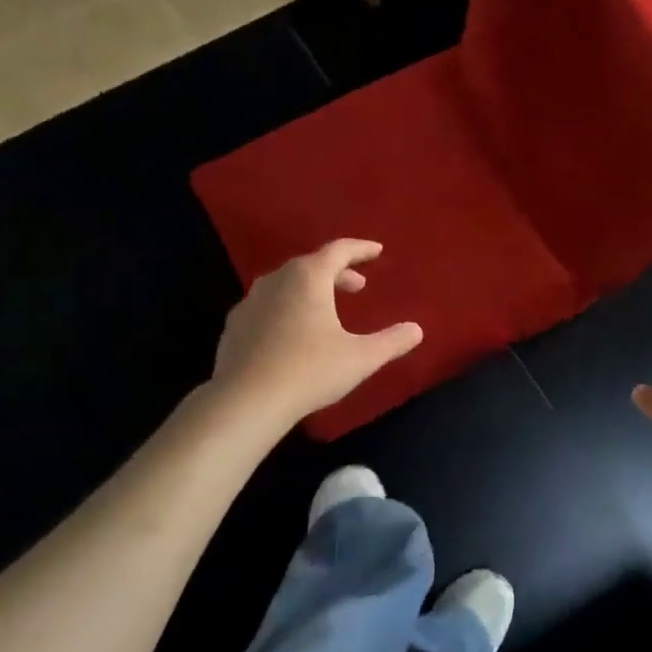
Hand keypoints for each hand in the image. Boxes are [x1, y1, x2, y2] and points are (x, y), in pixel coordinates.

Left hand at [212, 240, 421, 425]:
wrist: (245, 402)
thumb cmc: (309, 371)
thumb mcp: (361, 357)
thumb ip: (392, 341)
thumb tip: (416, 330)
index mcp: (309, 277)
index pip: (338, 250)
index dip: (361, 249)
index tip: (377, 251)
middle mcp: (277, 280)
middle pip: (311, 264)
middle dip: (338, 272)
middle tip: (357, 286)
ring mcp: (250, 302)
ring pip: (286, 283)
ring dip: (311, 289)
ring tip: (326, 308)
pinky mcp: (234, 326)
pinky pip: (267, 305)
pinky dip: (286, 307)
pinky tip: (292, 332)